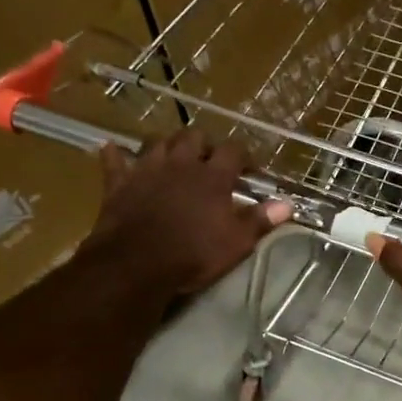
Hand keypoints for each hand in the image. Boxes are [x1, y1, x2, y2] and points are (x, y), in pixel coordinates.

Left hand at [83, 129, 289, 299]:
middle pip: (194, 136)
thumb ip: (260, 220)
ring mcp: (147, 169)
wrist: (137, 264)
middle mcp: (181, 164)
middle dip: (204, 144)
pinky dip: (116, 155)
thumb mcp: (236, 243)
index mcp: (213, 177)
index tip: (250, 167)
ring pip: (157, 141)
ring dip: (167, 144)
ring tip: (173, 156)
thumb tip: (287, 204)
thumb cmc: (193, 255)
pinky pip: (114, 160)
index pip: (234, 151)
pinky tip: (113, 151)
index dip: (244, 155)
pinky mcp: (119, 182)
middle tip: (209, 160)